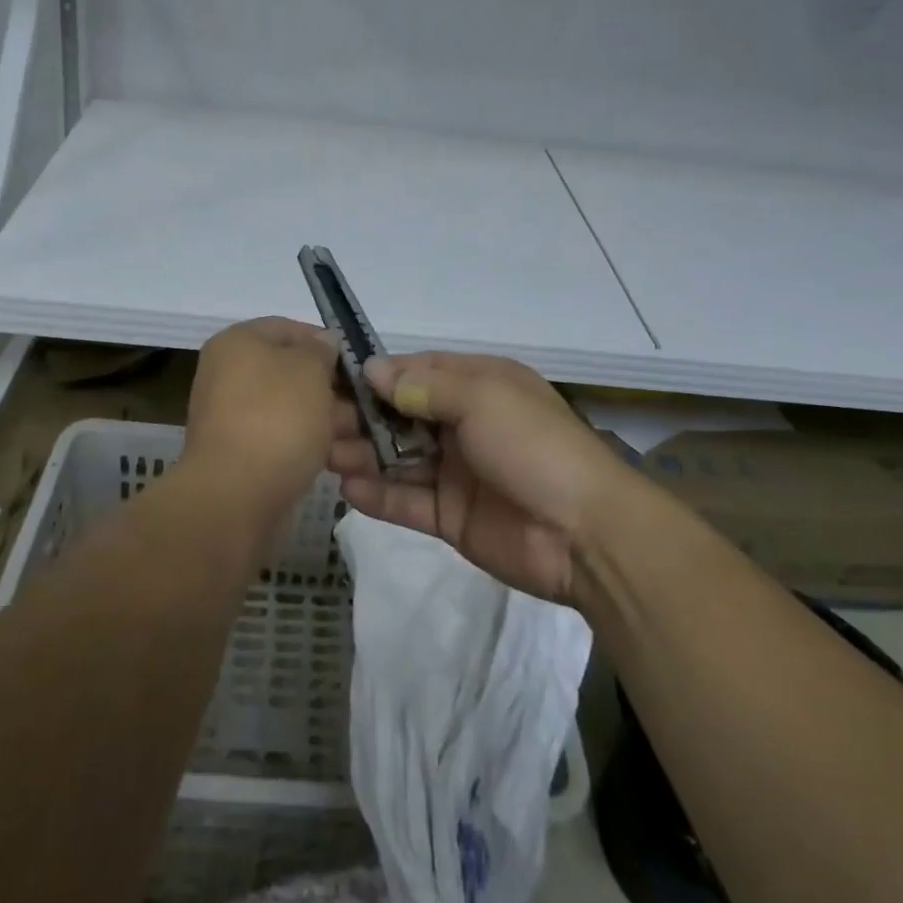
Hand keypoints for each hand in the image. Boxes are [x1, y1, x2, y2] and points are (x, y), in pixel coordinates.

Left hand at [185, 317, 355, 518]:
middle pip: (291, 372)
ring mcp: (232, 417)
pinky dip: (307, 445)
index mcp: (237, 343)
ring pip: (291, 409)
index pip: (287, 328)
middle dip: (331, 388)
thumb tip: (323, 343)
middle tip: (364, 405)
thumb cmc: (276, 418)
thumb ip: (321, 350)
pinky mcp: (241, 456)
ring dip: (325, 420)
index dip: (324, 341)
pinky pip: (281, 440)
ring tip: (360, 437)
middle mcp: (228, 374)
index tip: (355, 364)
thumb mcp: (310, 369)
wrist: (235, 496)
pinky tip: (336, 458)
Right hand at [327, 351, 620, 604]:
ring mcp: (456, 471)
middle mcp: (463, 423)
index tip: (332, 377)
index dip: (376, 374)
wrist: (585, 534)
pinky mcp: (451, 515)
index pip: (416, 371)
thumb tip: (372, 369)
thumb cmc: (533, 446)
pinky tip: (347, 487)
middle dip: (361, 416)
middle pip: (400, 414)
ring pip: (398, 457)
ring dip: (362, 453)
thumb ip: (424, 385)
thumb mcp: (483, 398)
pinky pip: (407, 500)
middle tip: (317, 422)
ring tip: (323, 453)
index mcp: (477, 386)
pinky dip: (378, 494)